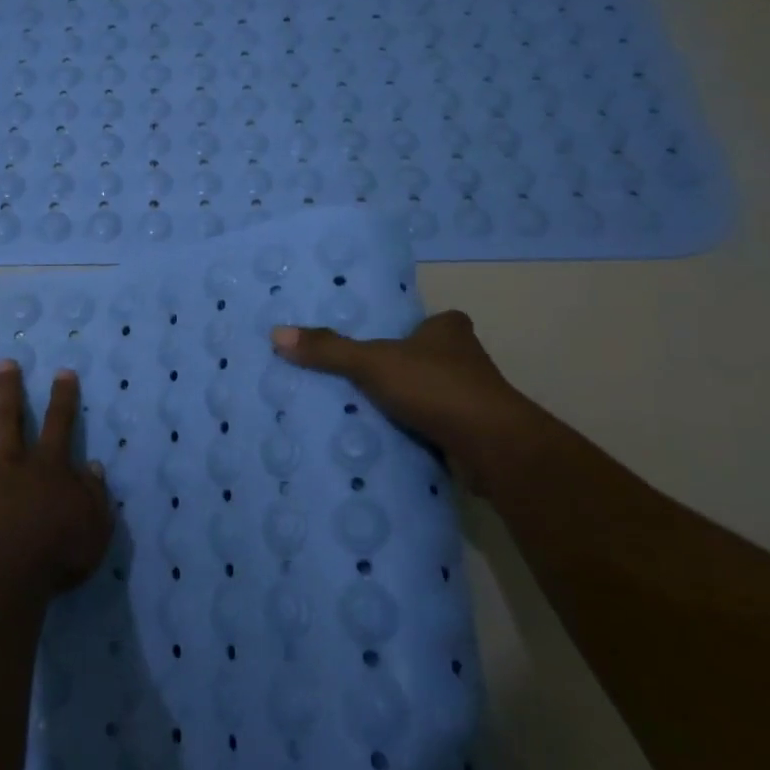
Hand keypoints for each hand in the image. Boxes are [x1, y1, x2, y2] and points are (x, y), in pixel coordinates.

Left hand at [0, 362, 113, 596]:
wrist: (4, 576)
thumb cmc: (58, 551)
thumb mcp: (95, 525)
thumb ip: (95, 494)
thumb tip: (93, 467)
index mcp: (48, 467)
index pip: (59, 423)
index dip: (62, 397)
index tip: (62, 372)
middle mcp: (10, 465)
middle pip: (8, 420)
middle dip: (8, 390)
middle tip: (3, 364)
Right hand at [271, 311, 540, 493]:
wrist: (493, 447)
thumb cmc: (435, 388)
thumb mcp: (372, 363)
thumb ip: (328, 349)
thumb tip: (276, 333)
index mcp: (449, 331)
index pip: (429, 322)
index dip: (407, 330)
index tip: (379, 343)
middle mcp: (467, 359)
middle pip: (428, 358)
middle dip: (403, 368)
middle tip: (361, 377)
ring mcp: (475, 399)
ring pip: (433, 393)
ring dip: (409, 402)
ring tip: (365, 410)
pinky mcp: (474, 434)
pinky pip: (436, 426)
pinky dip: (417, 431)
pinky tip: (389, 439)